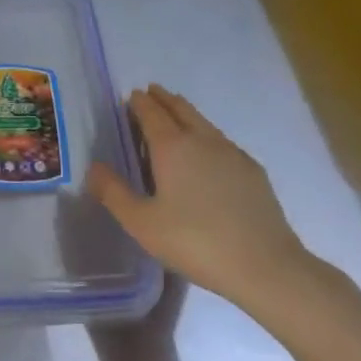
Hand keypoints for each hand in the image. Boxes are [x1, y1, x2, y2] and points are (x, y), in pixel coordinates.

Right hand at [88, 85, 317, 313]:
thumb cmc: (195, 242)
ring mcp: (232, 153)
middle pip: (180, 108)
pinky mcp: (253, 171)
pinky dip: (206, 135)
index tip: (131, 97)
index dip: (139, 103)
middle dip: (163, 98)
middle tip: (151, 93)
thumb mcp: (142, 223)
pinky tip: (208, 153)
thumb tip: (94, 167)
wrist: (265, 266)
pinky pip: (222, 141)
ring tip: (175, 116)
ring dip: (185, 113)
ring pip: (204, 122)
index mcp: (172, 147)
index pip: (151, 112)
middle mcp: (202, 140)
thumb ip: (113, 192)